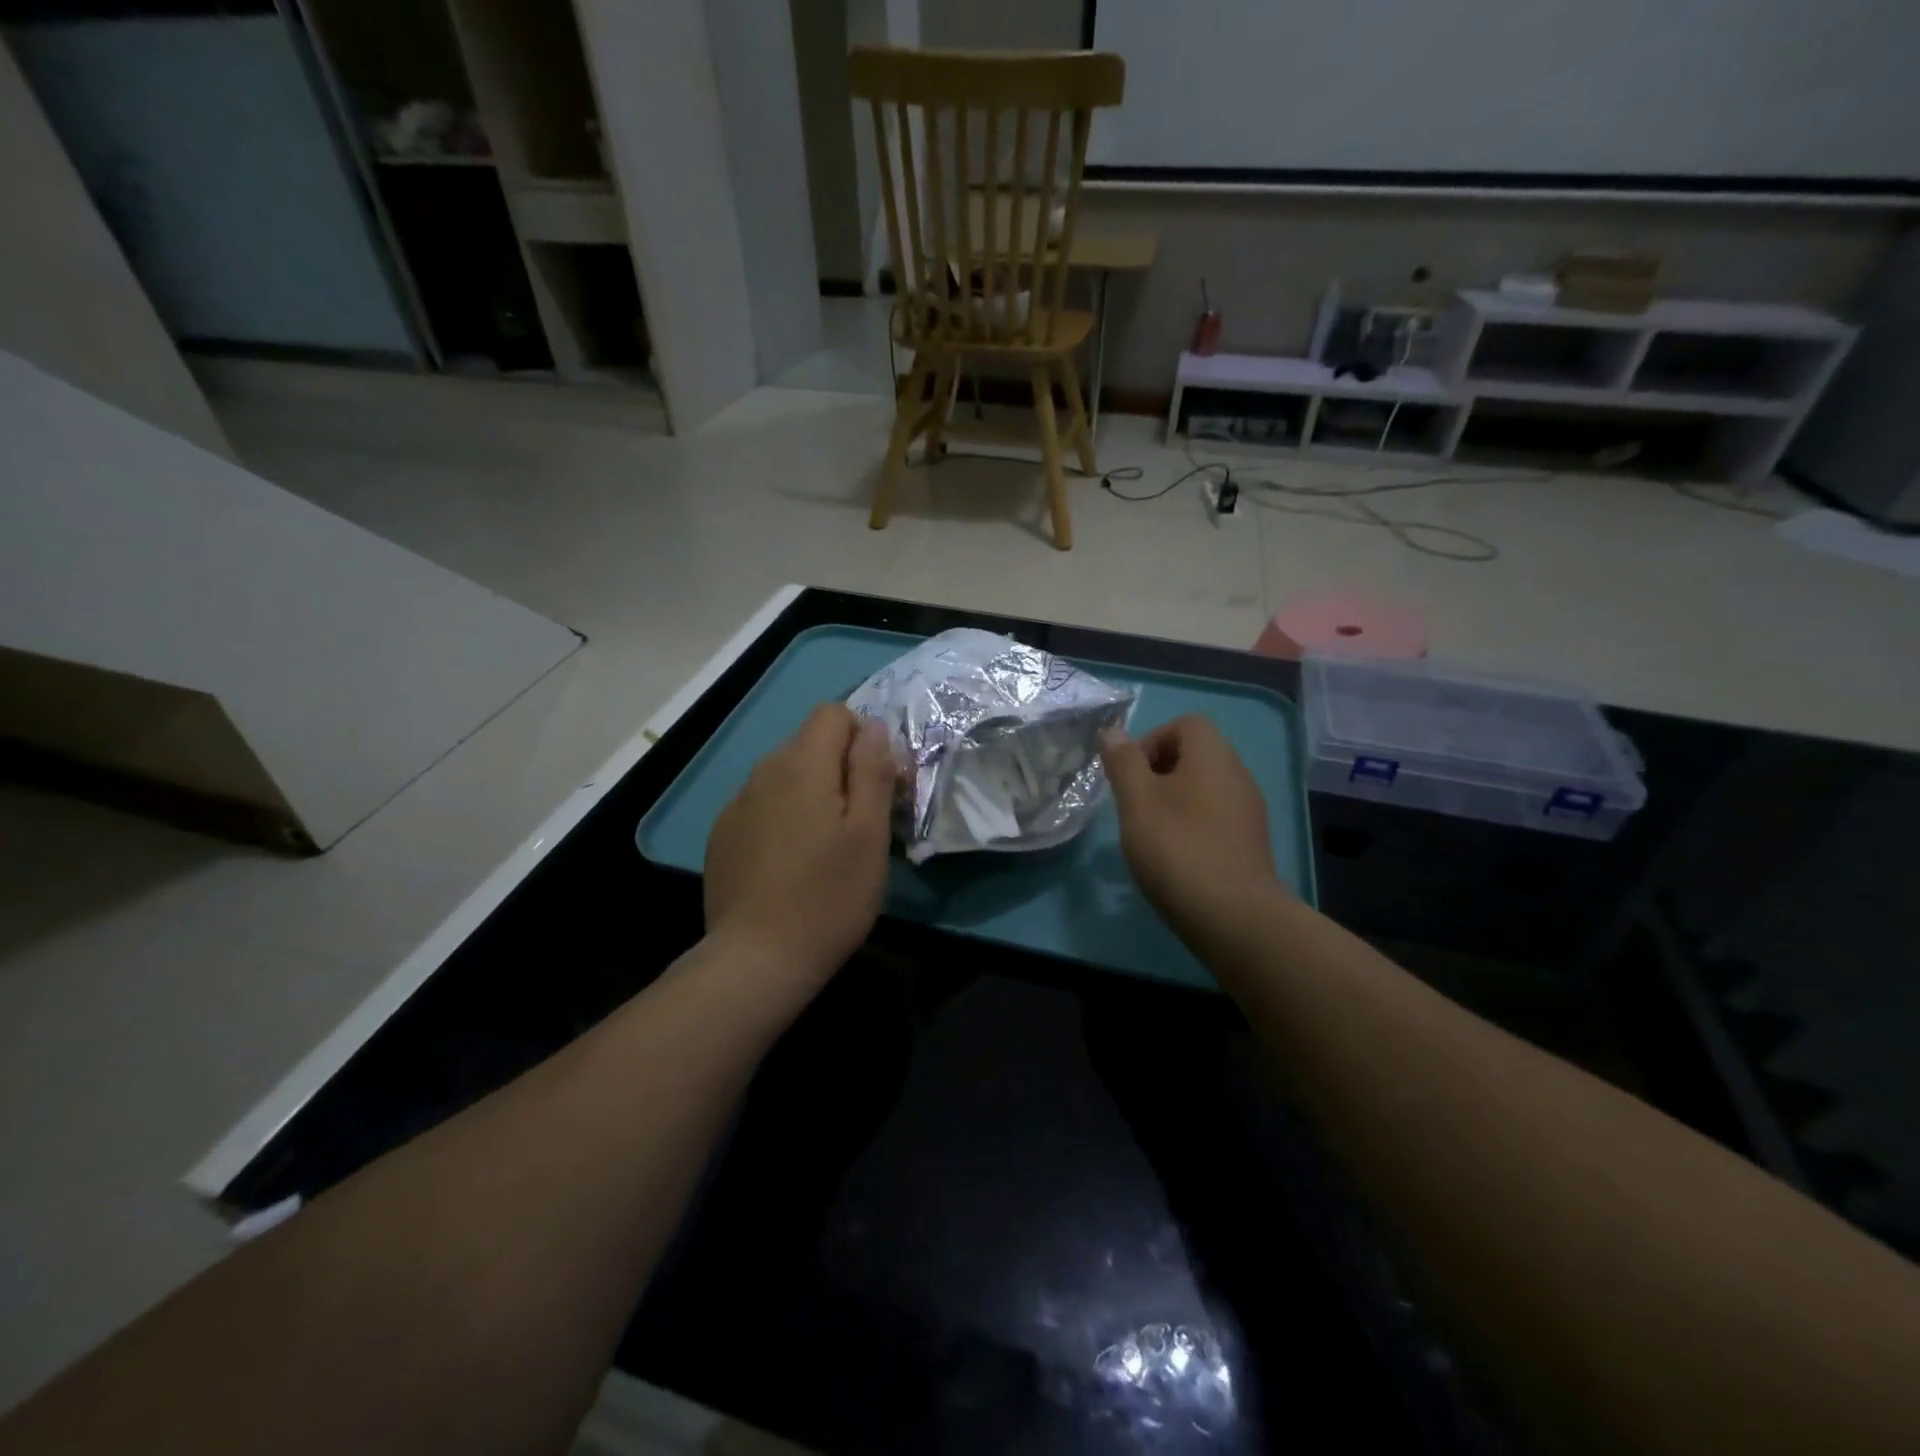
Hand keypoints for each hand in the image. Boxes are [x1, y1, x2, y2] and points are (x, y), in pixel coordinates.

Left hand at [704, 703, 896, 988]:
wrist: (757, 959)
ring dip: (810, 791)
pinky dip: (782, 815)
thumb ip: (872, 770)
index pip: (832, 713)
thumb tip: (873, 727)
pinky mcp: (722, 834)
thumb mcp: (870, 833)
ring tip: (824, 843)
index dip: (861, 735)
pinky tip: (789, 861)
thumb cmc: (829, 895)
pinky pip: (761, 804)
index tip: (876, 780)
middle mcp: (763, 772)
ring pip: (784, 774)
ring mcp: (737, 804)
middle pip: (808, 742)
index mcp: (802, 765)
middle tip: (859, 818)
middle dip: (839, 765)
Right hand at [1101, 715, 1279, 939]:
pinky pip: (1215, 815)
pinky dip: (1191, 824)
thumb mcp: (1137, 801)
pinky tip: (1175, 856)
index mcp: (1213, 756)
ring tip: (1150, 832)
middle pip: (1195, 753)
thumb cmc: (1178, 849)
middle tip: (1134, 804)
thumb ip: (1123, 762)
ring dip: (1173, 800)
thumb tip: (1112, 732)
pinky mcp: (1249, 842)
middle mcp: (1237, 774)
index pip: (1185, 723)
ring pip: (1204, 787)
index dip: (1151, 740)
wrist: (1235, 917)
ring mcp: (1248, 810)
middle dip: (1157, 772)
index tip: (1130, 775)